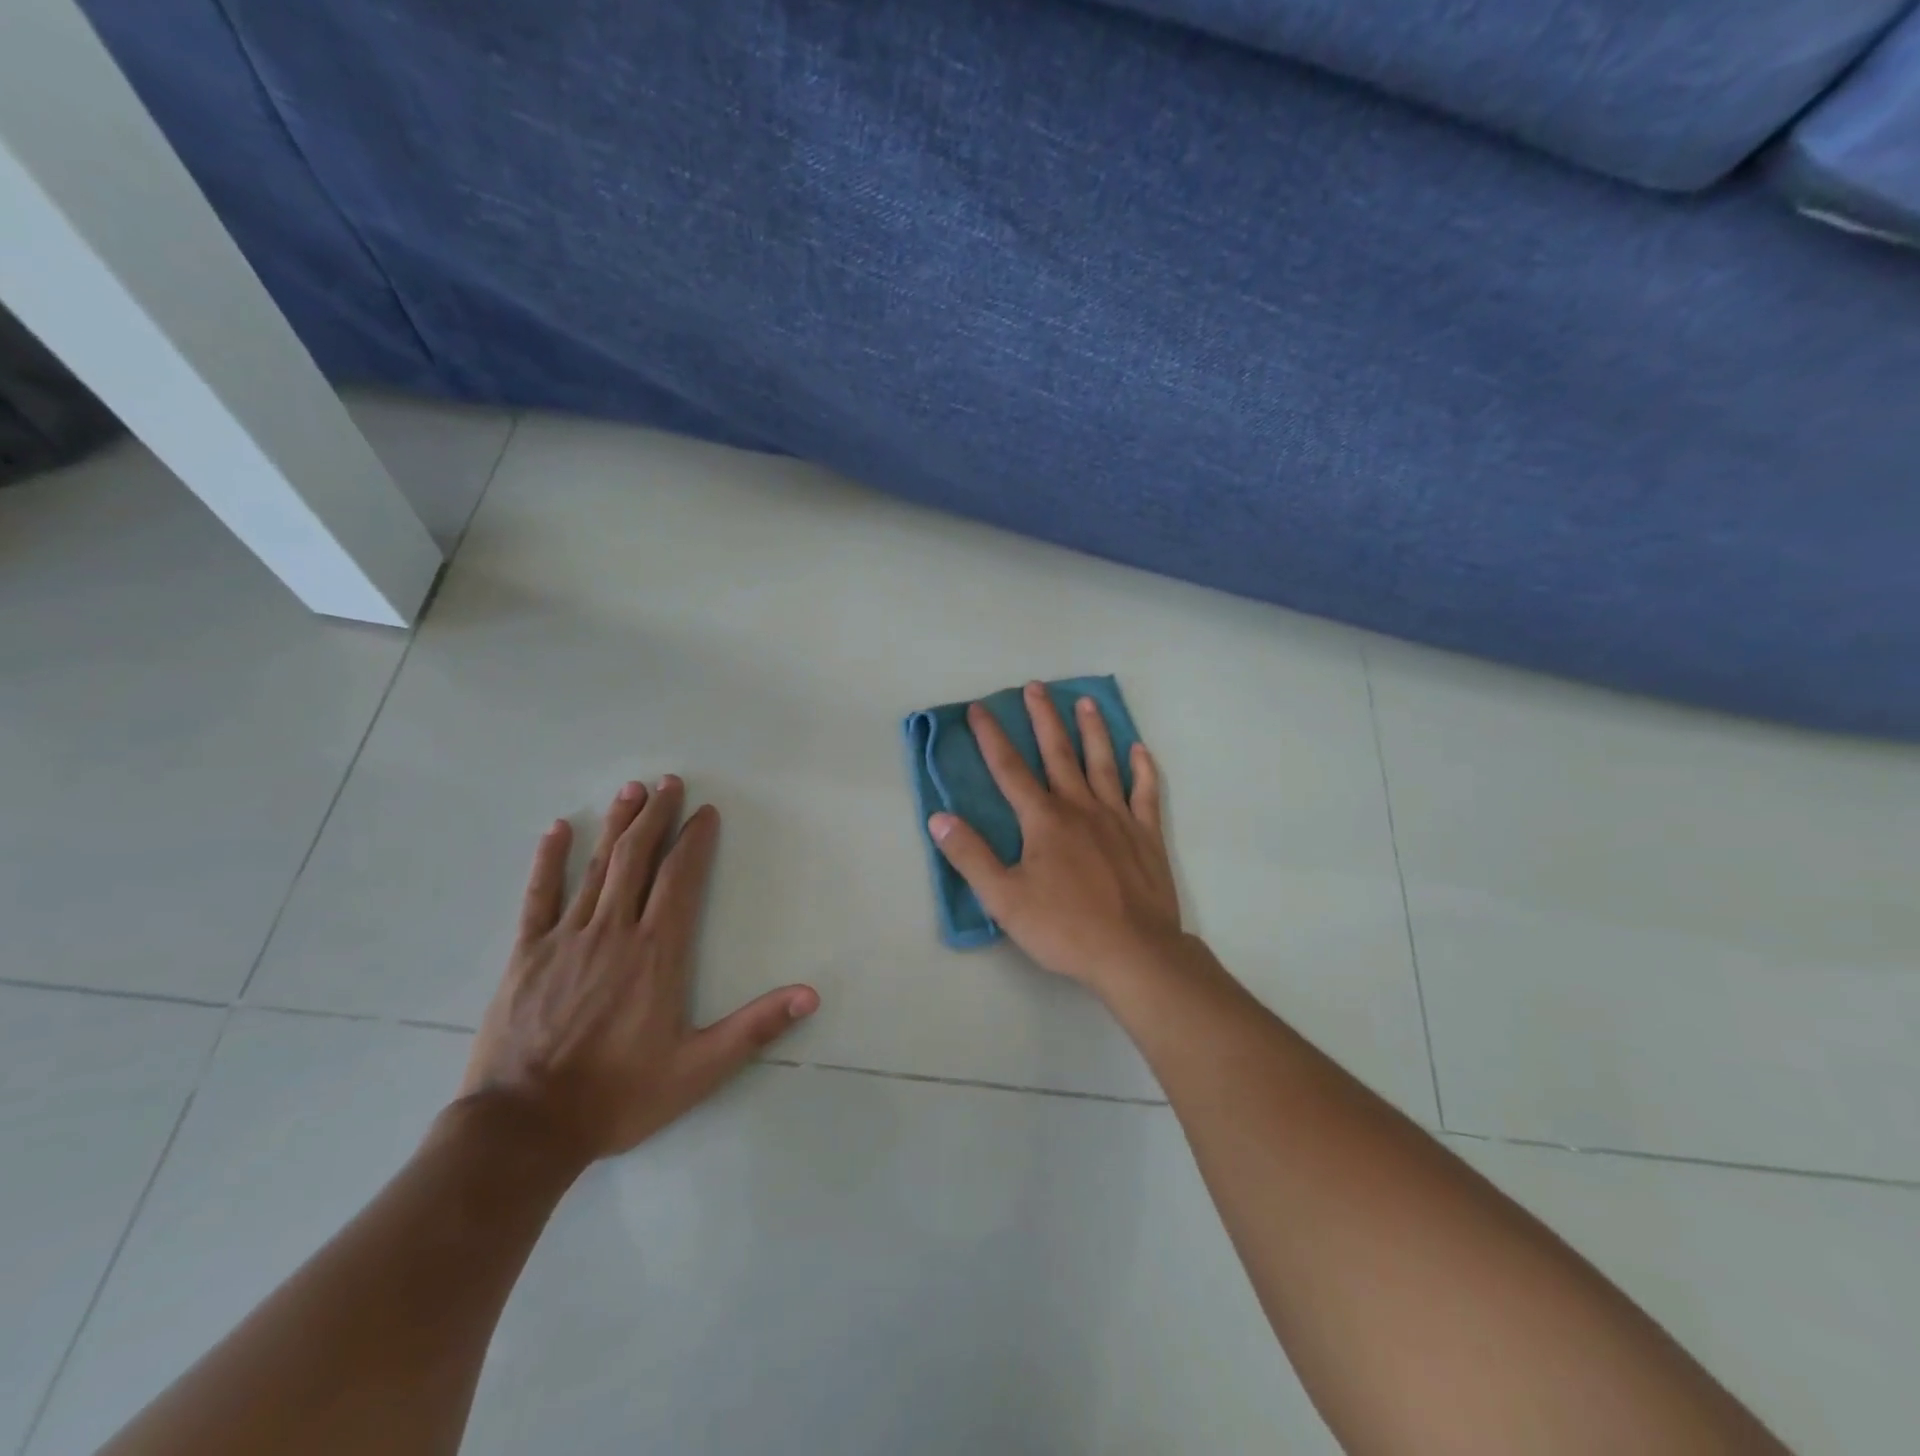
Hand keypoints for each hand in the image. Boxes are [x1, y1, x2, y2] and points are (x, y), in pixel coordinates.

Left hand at [459, 777, 819, 1164]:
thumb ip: (755, 1028)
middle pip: (637, 859)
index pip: (680, 878)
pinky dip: (549, 860)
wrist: (524, 1129)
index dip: (694, 840)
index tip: (705, 812)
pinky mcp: (527, 954)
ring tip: (631, 790)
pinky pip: (539, 896)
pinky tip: (558, 829)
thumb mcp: (699, 1069)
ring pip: (596, 867)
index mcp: (657, 952)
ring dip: (616, 825)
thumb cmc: (618, 1096)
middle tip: (669, 782)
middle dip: (656, 816)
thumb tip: (811, 995)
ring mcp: (566, 938)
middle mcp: (614, 931)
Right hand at [929, 683, 1181, 991]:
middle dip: (1043, 719)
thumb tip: (939, 817)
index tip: (980, 708)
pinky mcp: (1147, 835)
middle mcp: (1080, 807)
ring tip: (1086, 702)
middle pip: (1058, 754)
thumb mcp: (1003, 897)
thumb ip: (970, 855)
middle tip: (1036, 687)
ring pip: (1103, 763)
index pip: (1009, 769)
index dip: (991, 737)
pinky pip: (1146, 793)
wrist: (1133, 952)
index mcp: (1043, 820)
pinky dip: (1143, 769)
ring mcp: (1117, 818)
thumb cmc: (1063, 927)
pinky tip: (1140, 750)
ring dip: (1093, 731)